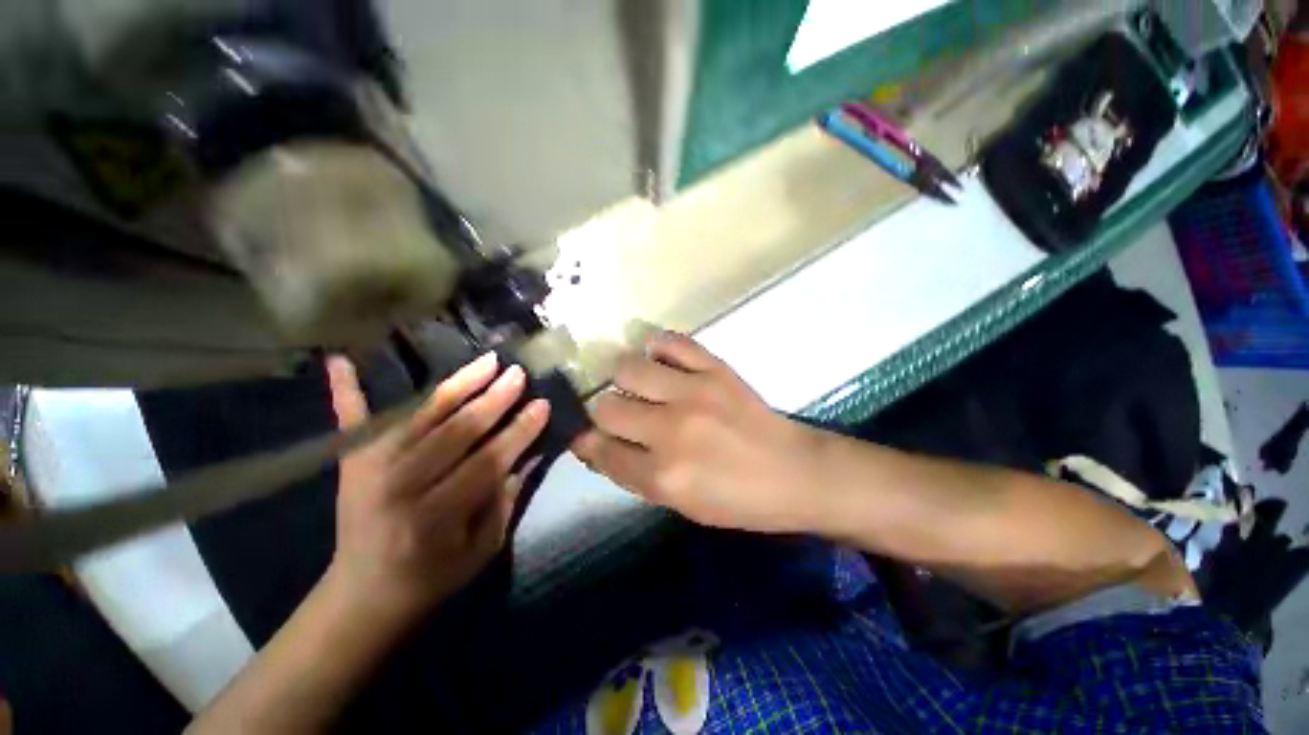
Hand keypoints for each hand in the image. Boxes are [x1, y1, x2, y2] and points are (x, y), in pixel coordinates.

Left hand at [325, 353, 549, 618]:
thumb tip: (530, 451)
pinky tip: (340, 360)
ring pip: (421, 416)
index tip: (542, 404)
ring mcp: (369, 470)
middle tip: (518, 374)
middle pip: (455, 432)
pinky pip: (350, 421)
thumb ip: (506, 498)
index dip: (518, 432)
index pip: (487, 462)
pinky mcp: (350, 462)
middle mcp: (400, 487)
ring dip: (457, 385)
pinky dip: (347, 390)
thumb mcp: (483, 547)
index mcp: (436, 517)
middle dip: (494, 400)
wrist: (365, 594)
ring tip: (487, 361)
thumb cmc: (434, 574)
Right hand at [573, 333, 823, 532]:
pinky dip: (656, 346)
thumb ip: (634, 474)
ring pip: (626, 368)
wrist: (796, 473)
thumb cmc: (738, 501)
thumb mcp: (680, 505)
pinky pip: (670, 341)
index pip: (599, 449)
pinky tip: (658, 358)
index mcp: (662, 476)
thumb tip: (596, 443)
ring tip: (635, 382)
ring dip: (623, 377)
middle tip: (618, 412)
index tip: (586, 433)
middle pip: (606, 406)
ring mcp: (693, 393)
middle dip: (603, 411)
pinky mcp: (715, 368)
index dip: (585, 440)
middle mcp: (670, 431)